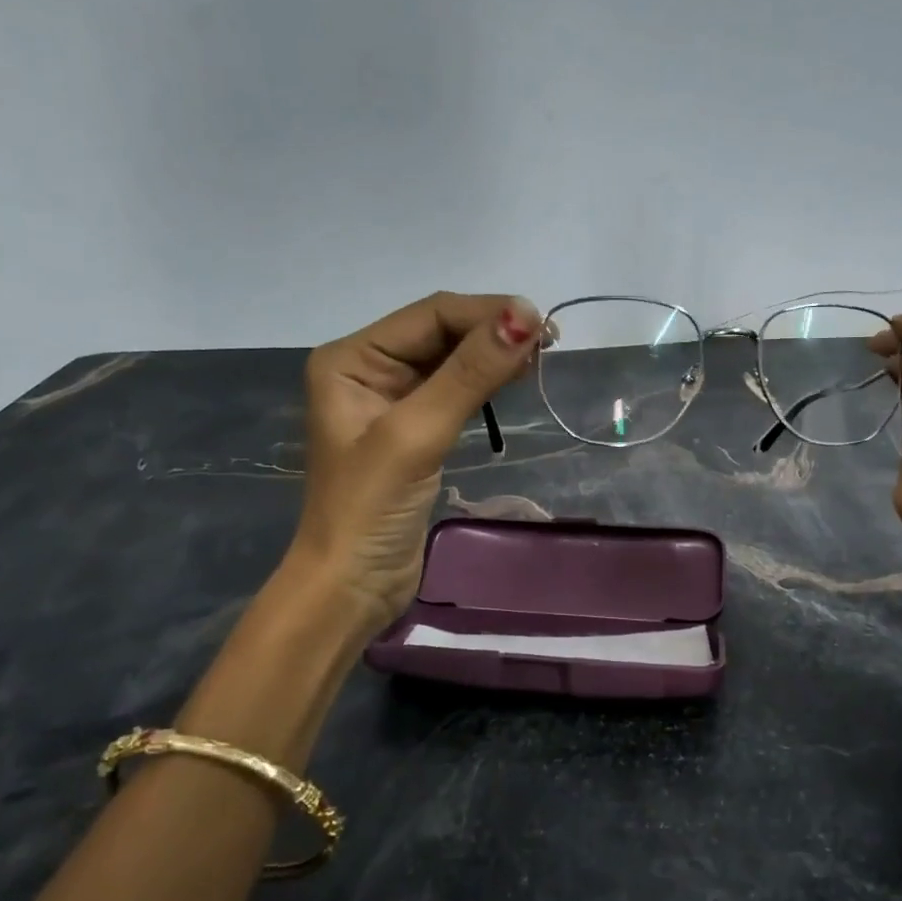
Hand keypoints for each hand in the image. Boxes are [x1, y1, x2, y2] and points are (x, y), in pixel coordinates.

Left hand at [292, 292, 541, 632]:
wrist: (351, 587)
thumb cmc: (370, 508)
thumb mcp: (417, 434)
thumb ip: (468, 374)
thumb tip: (525, 316)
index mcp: (351, 358)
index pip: (430, 315)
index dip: (486, 313)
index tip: (541, 323)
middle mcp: (368, 369)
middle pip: (442, 332)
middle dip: (493, 332)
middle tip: (550, 342)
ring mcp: (392, 401)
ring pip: (453, 360)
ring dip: (494, 355)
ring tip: (541, 357)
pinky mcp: (415, 430)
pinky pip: (456, 390)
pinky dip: (487, 383)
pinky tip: (515, 379)